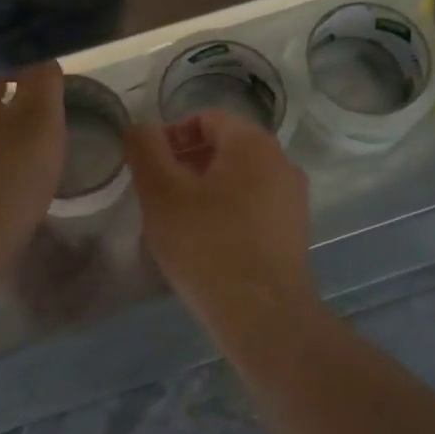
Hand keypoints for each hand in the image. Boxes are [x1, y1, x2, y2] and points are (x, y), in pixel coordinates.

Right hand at [125, 107, 318, 332]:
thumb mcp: (161, 192)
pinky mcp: (294, 232)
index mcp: (252, 143)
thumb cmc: (207, 245)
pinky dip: (227, 213)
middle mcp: (281, 162)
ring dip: (206, 190)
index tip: (149, 168)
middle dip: (187, 164)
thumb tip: (140, 128)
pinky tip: (207, 245)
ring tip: (179, 223)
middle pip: (225, 147)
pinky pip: (254, 207)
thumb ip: (145, 149)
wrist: (263, 314)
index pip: (206, 118)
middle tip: (158, 196)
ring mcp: (293, 199)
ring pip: (240, 180)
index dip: (172, 136)